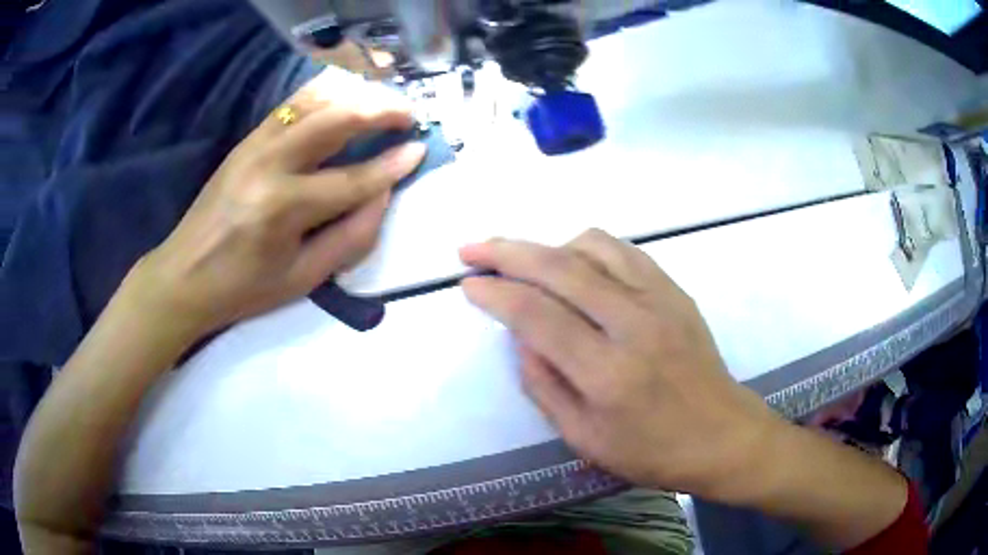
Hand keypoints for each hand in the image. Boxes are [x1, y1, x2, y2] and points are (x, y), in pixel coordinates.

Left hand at [134, 69, 425, 340]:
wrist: (184, 275)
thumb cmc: (243, 288)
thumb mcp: (302, 279)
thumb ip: (350, 237)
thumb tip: (383, 195)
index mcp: (284, 208)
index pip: (353, 179)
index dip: (392, 165)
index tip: (421, 149)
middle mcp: (270, 164)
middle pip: (336, 119)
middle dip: (381, 110)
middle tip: (409, 114)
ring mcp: (254, 145)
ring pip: (314, 100)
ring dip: (355, 94)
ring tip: (381, 102)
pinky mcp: (246, 139)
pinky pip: (292, 103)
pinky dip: (324, 93)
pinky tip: (343, 97)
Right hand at [460, 230, 784, 501]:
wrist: (722, 435)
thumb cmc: (652, 451)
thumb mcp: (584, 439)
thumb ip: (544, 386)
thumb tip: (519, 337)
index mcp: (606, 373)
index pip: (536, 315)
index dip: (495, 293)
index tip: (468, 283)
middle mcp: (633, 324)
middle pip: (559, 267)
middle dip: (506, 252)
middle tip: (472, 249)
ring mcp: (660, 300)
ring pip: (592, 246)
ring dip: (548, 245)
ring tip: (524, 261)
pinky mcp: (675, 291)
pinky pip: (624, 251)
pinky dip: (587, 247)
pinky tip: (574, 261)